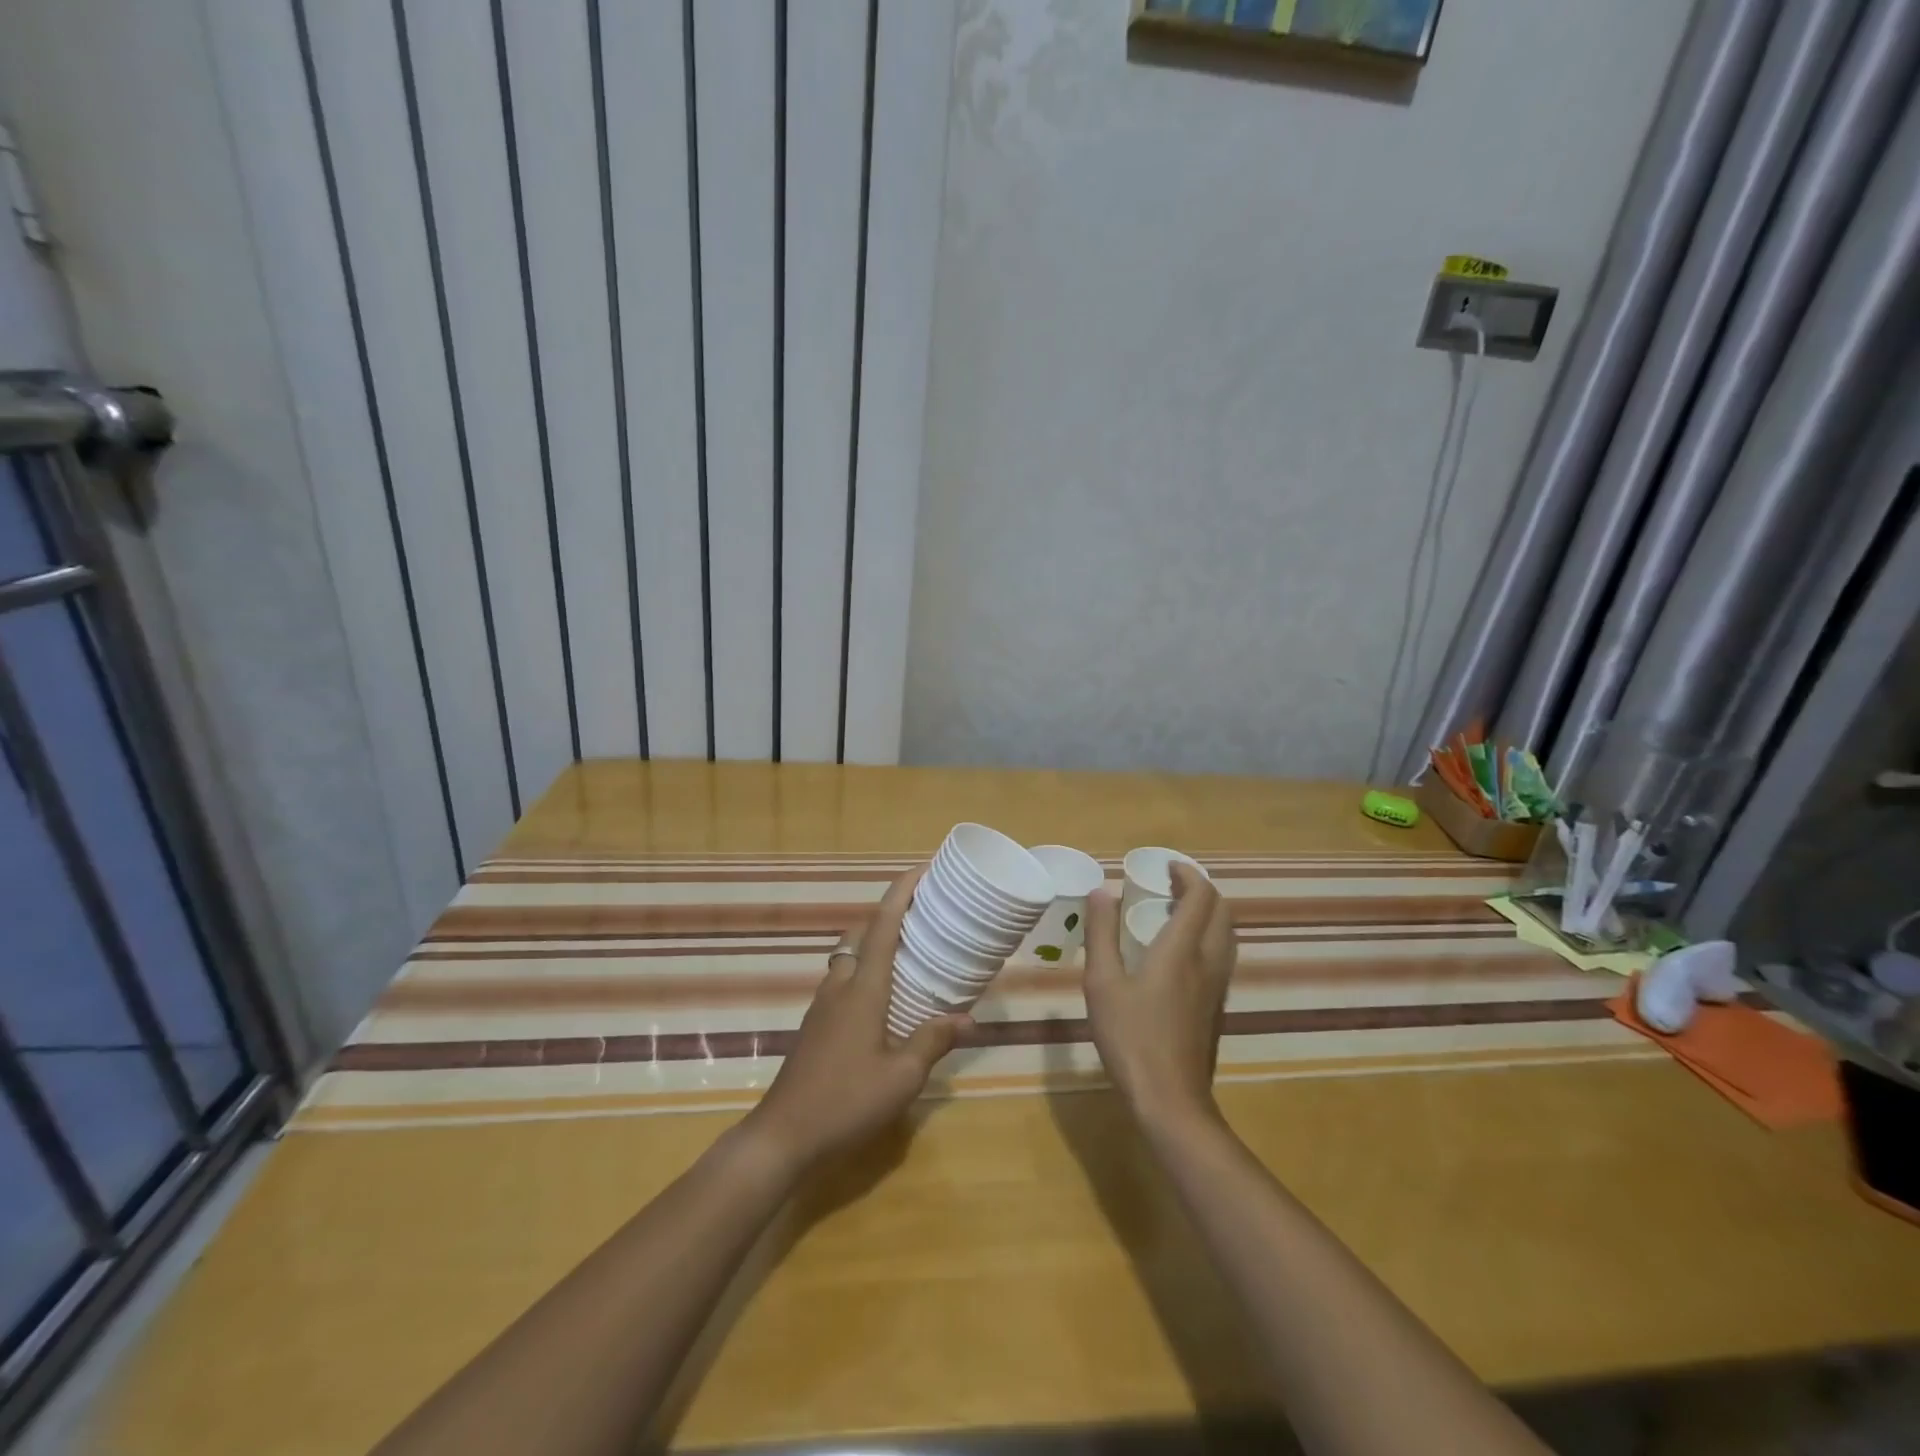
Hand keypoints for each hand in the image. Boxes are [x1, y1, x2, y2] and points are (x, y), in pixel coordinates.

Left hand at [741, 867, 967, 1172]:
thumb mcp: (902, 1077)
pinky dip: (864, 971)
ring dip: (874, 942)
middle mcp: (840, 986)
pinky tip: (883, 999)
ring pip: (848, 957)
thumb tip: (967, 1017)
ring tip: (908, 952)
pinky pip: (843, 980)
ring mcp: (822, 1005)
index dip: (901, 893)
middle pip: (861, 933)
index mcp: (863, 988)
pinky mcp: (815, 1026)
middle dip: (888, 914)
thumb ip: (933, 1041)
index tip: (921, 870)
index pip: (883, 926)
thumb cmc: (846, 1101)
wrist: (783, 1135)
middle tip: (921, 914)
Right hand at [1082, 862, 1235, 1131]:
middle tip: (1171, 884)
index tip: (1167, 866)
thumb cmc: (1131, 1038)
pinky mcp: (1216, 1008)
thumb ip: (1101, 934)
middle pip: (1221, 912)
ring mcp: (1217, 987)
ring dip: (1208, 913)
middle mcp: (1208, 962)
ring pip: (1226, 935)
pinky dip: (1208, 937)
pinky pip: (1222, 956)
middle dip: (1201, 890)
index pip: (1200, 897)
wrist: (1171, 1100)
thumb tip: (1101, 892)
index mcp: (1182, 950)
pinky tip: (1181, 953)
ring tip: (1177, 911)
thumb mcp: (1103, 983)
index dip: (1188, 874)